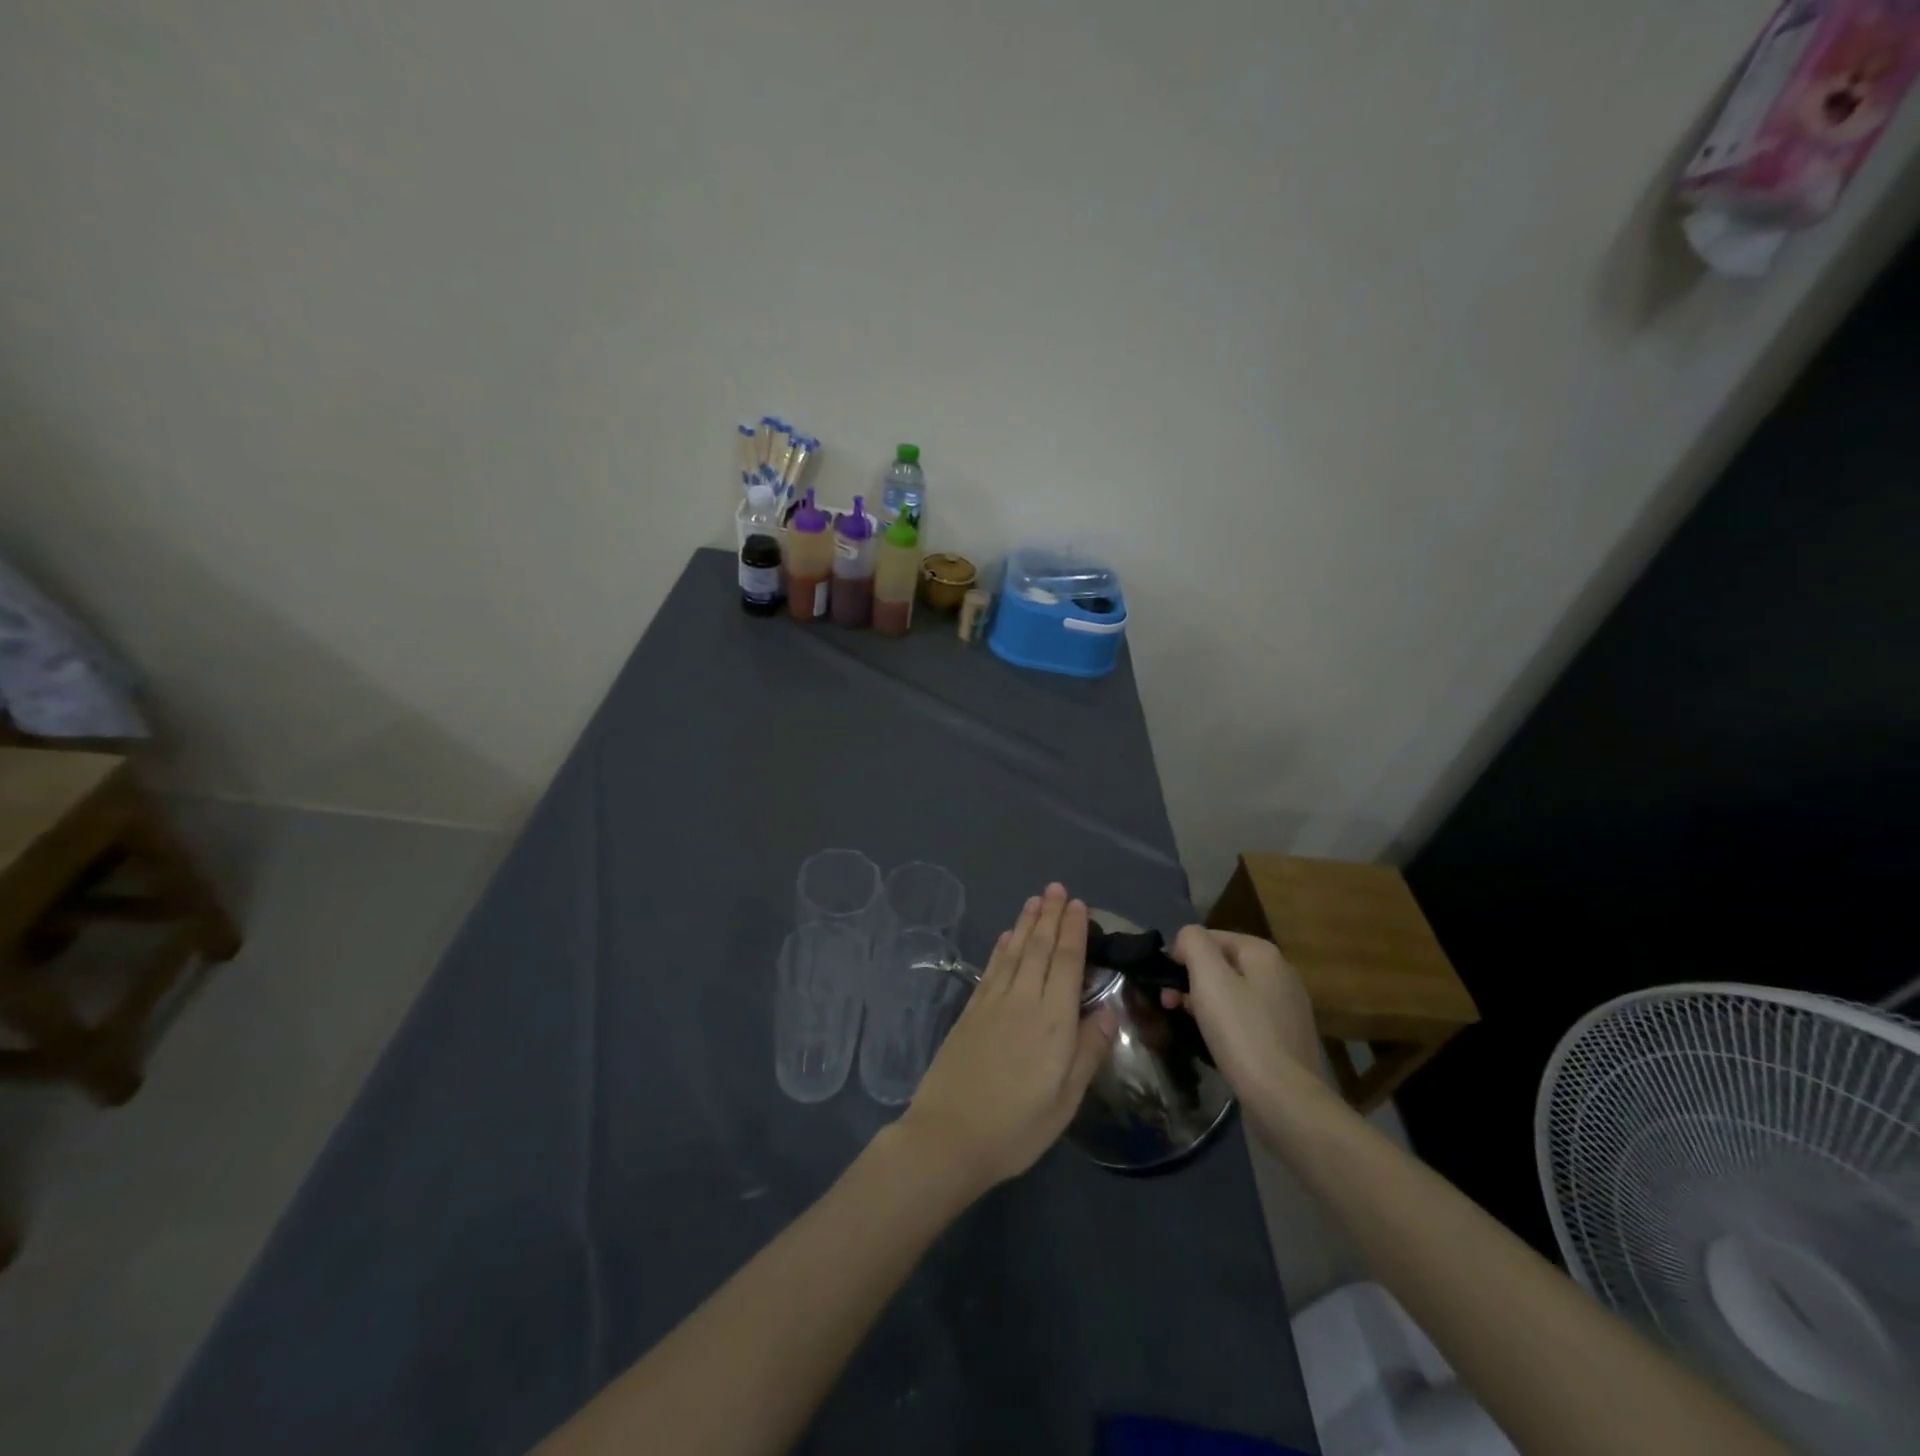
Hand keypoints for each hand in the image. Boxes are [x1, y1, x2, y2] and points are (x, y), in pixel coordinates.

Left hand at [899, 884, 1116, 1193]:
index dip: (1073, 931)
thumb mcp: (1065, 1100)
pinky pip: (991, 968)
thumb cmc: (1017, 1125)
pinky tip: (1006, 936)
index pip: (1065, 962)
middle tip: (1056, 888)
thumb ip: (1088, 1051)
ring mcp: (992, 1002)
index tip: (1078, 904)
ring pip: (1013, 951)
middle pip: (1038, 948)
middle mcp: (1023, 1000)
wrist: (949, 1135)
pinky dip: (1001, 947)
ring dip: (1025, 923)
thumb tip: (1109, 1010)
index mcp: (1053, 1020)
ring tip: (1034, 900)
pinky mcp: (971, 1011)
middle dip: (1049, 915)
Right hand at [1162, 927, 1323, 1100]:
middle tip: (1167, 1003)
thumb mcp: (1209, 977)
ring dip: (1204, 1001)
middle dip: (1191, 978)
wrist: (1285, 1100)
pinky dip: (1225, 1022)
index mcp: (1264, 954)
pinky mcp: (1286, 1039)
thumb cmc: (1242, 1032)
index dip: (1182, 953)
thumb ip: (1193, 943)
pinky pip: (1246, 1018)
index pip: (1212, 937)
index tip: (1164, 980)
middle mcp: (1281, 974)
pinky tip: (1212, 1040)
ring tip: (1184, 1021)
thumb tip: (1187, 939)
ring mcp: (1287, 1008)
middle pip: (1223, 964)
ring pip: (1233, 992)